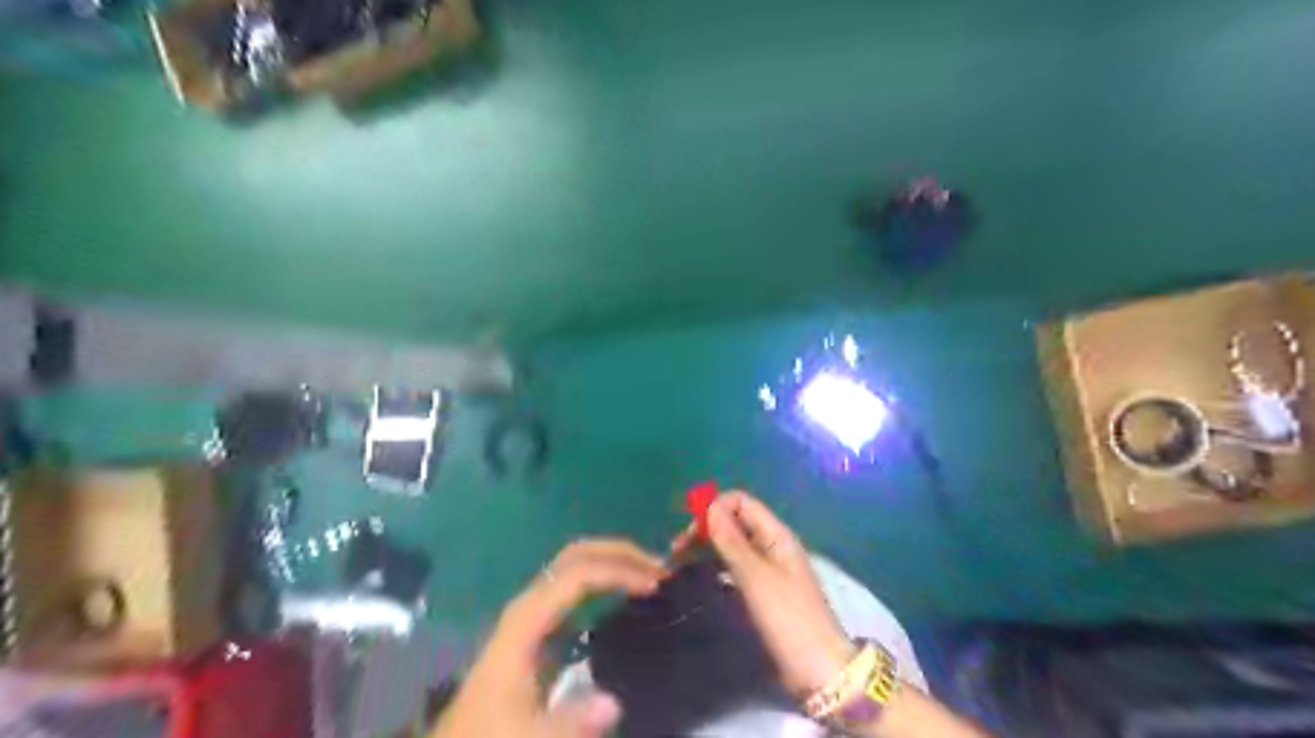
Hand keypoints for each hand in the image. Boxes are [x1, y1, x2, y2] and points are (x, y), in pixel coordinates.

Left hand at [435, 539, 662, 737]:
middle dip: (618, 553)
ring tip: (650, 575)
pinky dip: (605, 579)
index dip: (617, 571)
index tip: (655, 584)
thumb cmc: (491, 735)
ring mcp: (534, 610)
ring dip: (613, 562)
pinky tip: (627, 595)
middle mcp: (531, 603)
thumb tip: (614, 703)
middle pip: (576, 556)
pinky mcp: (540, 623)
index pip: (577, 575)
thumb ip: (569, 723)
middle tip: (660, 569)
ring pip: (575, 565)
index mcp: (526, 620)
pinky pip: (575, 585)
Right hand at [678, 491, 853, 697]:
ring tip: (681, 563)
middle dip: (706, 528)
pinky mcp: (763, 589)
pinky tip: (701, 578)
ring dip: (708, 547)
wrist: (818, 669)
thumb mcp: (756, 578)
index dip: (714, 508)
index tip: (690, 532)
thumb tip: (709, 506)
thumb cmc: (788, 618)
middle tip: (677, 551)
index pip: (740, 502)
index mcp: (776, 535)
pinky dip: (717, 566)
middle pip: (735, 521)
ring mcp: (768, 568)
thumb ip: (732, 542)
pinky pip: (735, 566)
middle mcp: (772, 545)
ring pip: (733, 544)